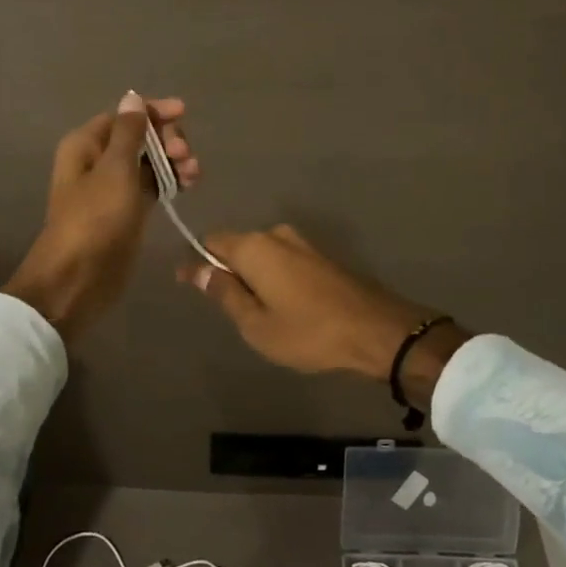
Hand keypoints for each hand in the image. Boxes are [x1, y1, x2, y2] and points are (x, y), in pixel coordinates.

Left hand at [3, 92, 197, 339]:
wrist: (77, 280)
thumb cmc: (95, 219)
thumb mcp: (115, 170)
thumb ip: (128, 132)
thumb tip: (132, 97)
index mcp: (86, 144)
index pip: (124, 115)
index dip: (153, 112)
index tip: (183, 113)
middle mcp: (98, 161)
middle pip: (139, 136)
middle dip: (166, 139)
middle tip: (185, 155)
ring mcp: (114, 188)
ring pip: (149, 161)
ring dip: (173, 161)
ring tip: (193, 173)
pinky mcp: (128, 211)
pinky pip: (152, 185)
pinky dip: (170, 181)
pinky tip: (189, 183)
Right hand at [179, 226, 468, 408]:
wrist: (375, 331)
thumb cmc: (308, 332)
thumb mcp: (256, 323)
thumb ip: (224, 293)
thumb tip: (195, 268)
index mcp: (254, 247)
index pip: (211, 242)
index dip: (198, 262)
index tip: (190, 286)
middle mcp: (275, 234)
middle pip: (237, 246)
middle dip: (228, 271)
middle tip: (230, 311)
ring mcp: (302, 243)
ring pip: (262, 255)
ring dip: (254, 278)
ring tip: (258, 314)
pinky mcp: (321, 256)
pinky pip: (283, 261)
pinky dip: (275, 279)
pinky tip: (283, 307)